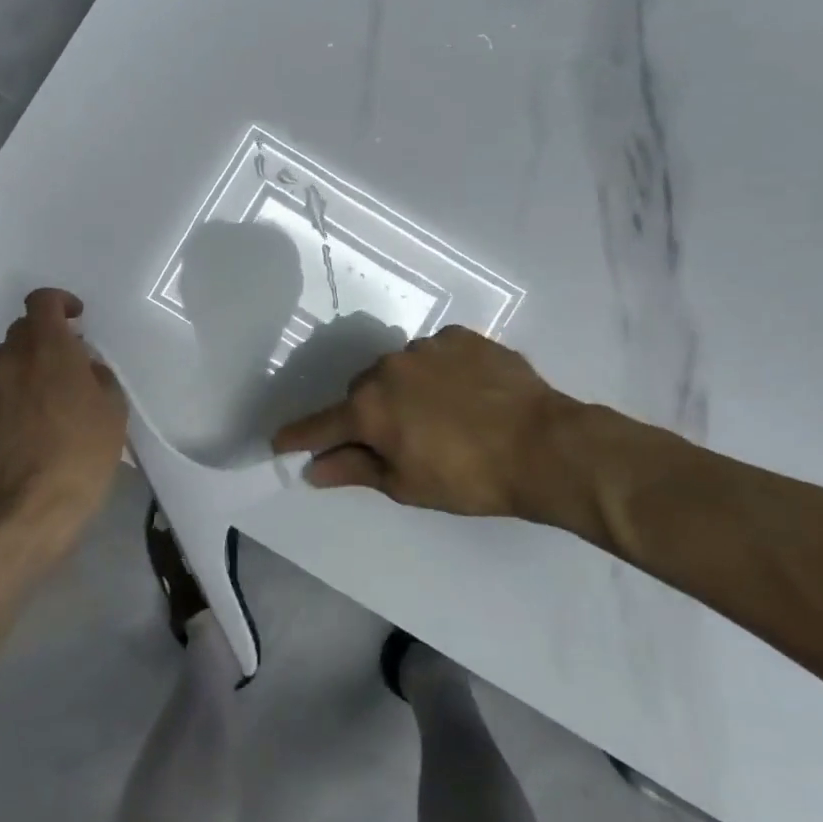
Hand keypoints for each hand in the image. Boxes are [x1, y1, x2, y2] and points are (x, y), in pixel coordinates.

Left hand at [0, 289, 125, 547]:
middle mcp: (14, 361)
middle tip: (70, 356)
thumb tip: (84, 368)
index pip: (41, 301)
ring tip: (52, 388)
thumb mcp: (112, 408)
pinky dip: (17, 389)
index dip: (60, 301)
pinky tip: (37, 418)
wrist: (33, 506)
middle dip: (45, 333)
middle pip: (22, 327)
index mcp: (49, 349)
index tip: (78, 319)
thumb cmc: (84, 451)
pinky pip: (0, 388)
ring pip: (8, 358)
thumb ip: (98, 375)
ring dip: (29, 361)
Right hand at [272, 326, 565, 518]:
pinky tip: (464, 394)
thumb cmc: (469, 478)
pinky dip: (438, 373)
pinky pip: (435, 354)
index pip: (321, 424)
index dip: (299, 436)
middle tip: (392, 439)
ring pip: (398, 369)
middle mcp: (388, 368)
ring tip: (438, 415)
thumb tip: (313, 468)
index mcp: (369, 408)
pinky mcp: (461, 337)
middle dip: (366, 414)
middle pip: (360, 391)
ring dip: (404, 389)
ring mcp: (426, 347)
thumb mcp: (406, 484)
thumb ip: (354, 470)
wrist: (544, 445)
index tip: (279, 442)